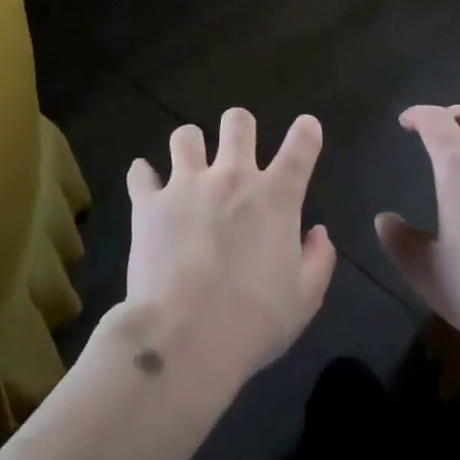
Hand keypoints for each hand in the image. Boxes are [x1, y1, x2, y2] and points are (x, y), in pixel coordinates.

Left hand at [120, 108, 335, 388]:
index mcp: (275, 198)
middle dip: (240, 126)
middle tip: (237, 144)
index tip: (307, 127)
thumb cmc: (253, 322)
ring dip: (191, 145)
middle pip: (237, 123)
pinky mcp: (148, 203)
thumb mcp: (304, 300)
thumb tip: (318, 233)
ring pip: (186, 136)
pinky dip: (144, 176)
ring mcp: (186, 185)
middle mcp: (232, 178)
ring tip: (189, 163)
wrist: (185, 337)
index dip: (307, 132)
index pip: (299, 148)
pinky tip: (146, 184)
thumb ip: (318, 261)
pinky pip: (140, 172)